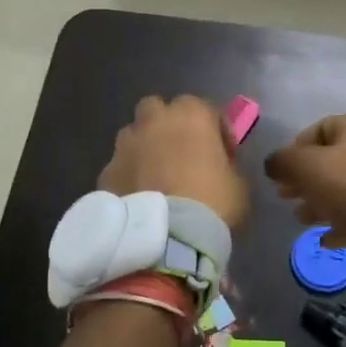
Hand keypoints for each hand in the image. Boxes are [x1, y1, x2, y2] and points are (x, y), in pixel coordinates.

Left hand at [99, 96, 248, 229]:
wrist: (167, 237)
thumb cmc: (212, 203)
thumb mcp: (239, 184)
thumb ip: (227, 165)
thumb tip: (220, 166)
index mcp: (192, 115)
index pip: (206, 108)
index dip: (216, 130)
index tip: (223, 154)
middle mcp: (155, 120)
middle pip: (157, 108)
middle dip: (168, 124)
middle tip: (181, 152)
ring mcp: (126, 144)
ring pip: (133, 134)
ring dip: (144, 147)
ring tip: (155, 175)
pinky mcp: (106, 170)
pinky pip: (120, 166)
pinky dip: (128, 175)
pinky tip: (138, 196)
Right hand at [264, 113, 345, 258]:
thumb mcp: (305, 168)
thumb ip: (282, 161)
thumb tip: (273, 164)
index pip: (318, 130)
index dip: (294, 151)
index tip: (281, 175)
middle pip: (333, 160)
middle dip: (305, 181)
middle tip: (286, 198)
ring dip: (321, 202)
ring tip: (303, 221)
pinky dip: (343, 221)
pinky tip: (326, 239)